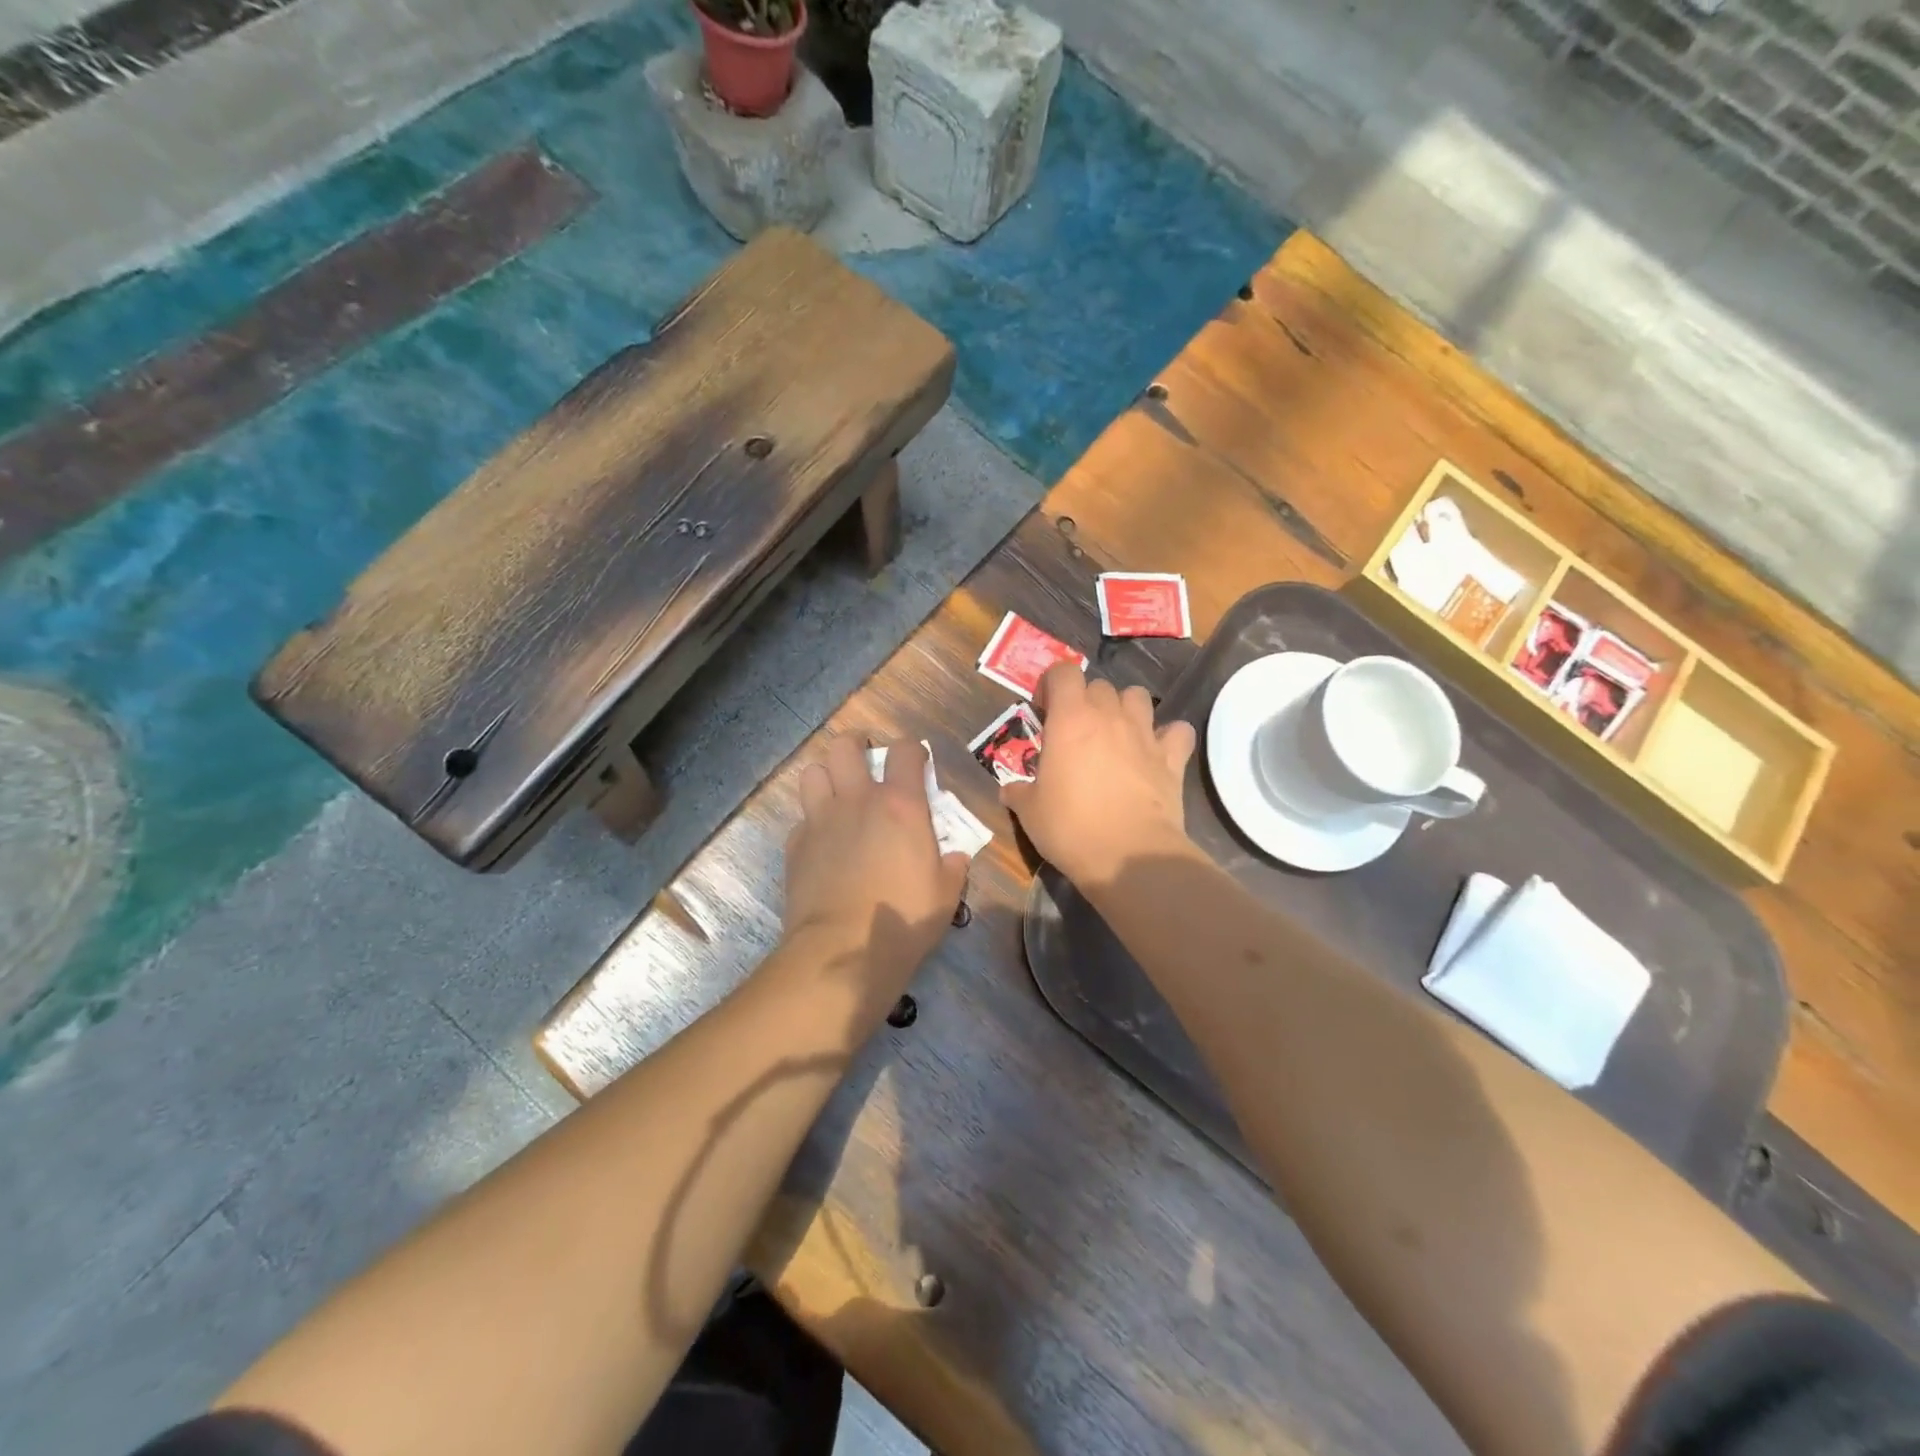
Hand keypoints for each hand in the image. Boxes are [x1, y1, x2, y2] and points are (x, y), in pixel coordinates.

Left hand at [782, 734, 969, 1015]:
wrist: (843, 950)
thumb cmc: (904, 918)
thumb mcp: (947, 893)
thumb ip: (953, 865)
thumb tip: (954, 856)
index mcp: (900, 804)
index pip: (905, 750)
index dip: (912, 750)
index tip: (916, 763)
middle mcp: (857, 800)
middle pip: (845, 746)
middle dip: (856, 746)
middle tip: (867, 762)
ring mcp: (820, 819)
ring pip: (813, 771)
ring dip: (827, 776)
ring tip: (839, 793)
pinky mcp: (796, 845)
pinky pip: (801, 817)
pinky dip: (812, 820)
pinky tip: (823, 840)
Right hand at [1002, 662, 1195, 887]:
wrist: (1129, 855)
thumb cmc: (1070, 827)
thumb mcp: (1029, 811)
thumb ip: (1018, 792)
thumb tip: (1009, 790)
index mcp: (1070, 719)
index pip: (1063, 673)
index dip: (1051, 685)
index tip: (1043, 712)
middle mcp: (1109, 716)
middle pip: (1099, 686)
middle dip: (1085, 701)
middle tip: (1075, 732)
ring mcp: (1145, 735)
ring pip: (1137, 697)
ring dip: (1125, 709)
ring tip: (1115, 735)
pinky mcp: (1172, 758)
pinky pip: (1177, 731)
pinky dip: (1168, 736)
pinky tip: (1157, 752)